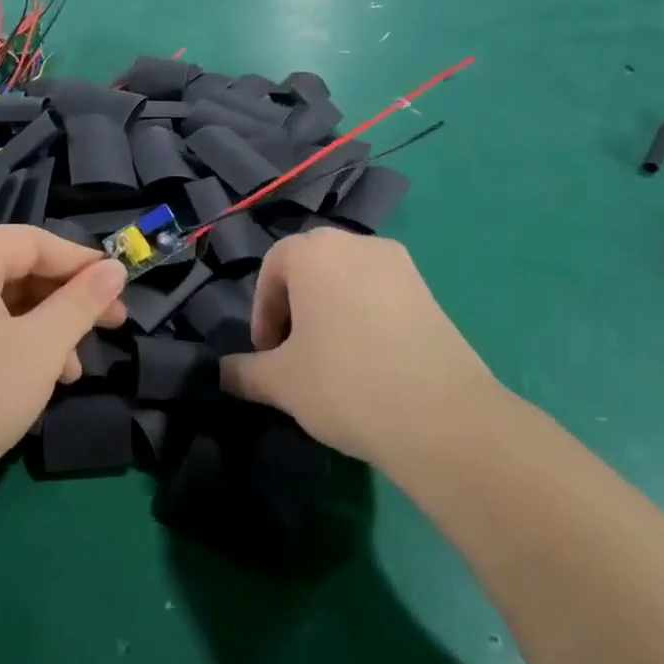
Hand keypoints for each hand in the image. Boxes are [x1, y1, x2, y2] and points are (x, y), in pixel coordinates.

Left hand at [0, 226, 127, 504]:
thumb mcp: (43, 345)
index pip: (32, 241)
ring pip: (3, 304)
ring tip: (75, 369)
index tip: (121, 284)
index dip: (81, 261)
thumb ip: (82, 301)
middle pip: (18, 270)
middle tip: (112, 323)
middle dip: (67, 300)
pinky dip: (18, 345)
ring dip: (48, 329)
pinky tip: (44, 379)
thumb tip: (115, 269)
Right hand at [220, 229, 505, 464]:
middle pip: (312, 267)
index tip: (267, 353)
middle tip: (294, 353)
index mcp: (315, 252)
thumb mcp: (281, 382)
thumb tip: (220, 373)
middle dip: (295, 306)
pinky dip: (365, 318)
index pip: (273, 267)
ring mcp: (401, 266)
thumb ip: (244, 371)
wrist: (442, 418)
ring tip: (331, 360)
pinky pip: (382, 295)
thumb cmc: (344, 384)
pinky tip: (369, 363)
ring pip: (348, 280)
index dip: (263, 312)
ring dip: (331, 311)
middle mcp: (358, 244)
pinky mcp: (431, 293)